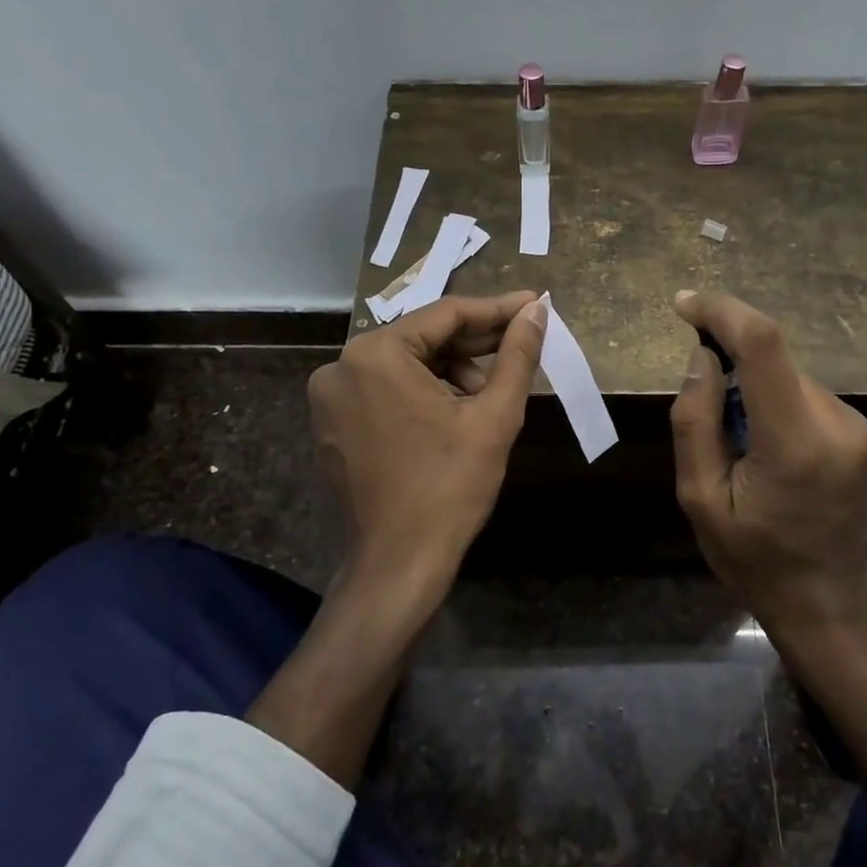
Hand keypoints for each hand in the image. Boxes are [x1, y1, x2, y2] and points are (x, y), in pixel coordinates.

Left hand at [308, 291, 545, 606]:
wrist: (399, 563)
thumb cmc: (450, 487)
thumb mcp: (493, 416)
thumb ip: (517, 355)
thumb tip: (536, 311)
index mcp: (375, 354)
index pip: (446, 315)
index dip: (496, 309)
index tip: (535, 304)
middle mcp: (341, 366)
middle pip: (423, 338)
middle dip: (475, 344)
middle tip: (521, 345)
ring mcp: (330, 398)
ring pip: (405, 364)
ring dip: (451, 371)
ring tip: (489, 396)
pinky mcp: (332, 424)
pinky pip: (386, 389)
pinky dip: (422, 392)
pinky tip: (456, 412)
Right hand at [669, 290, 866, 627]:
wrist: (824, 597)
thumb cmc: (752, 557)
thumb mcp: (699, 498)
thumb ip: (695, 421)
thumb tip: (702, 356)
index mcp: (794, 441)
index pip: (763, 345)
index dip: (722, 312)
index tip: (683, 304)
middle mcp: (833, 421)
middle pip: (772, 356)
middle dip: (728, 357)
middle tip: (699, 402)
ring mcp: (851, 423)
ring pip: (783, 372)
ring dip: (747, 383)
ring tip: (732, 442)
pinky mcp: (853, 427)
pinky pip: (797, 390)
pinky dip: (767, 397)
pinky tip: (757, 443)